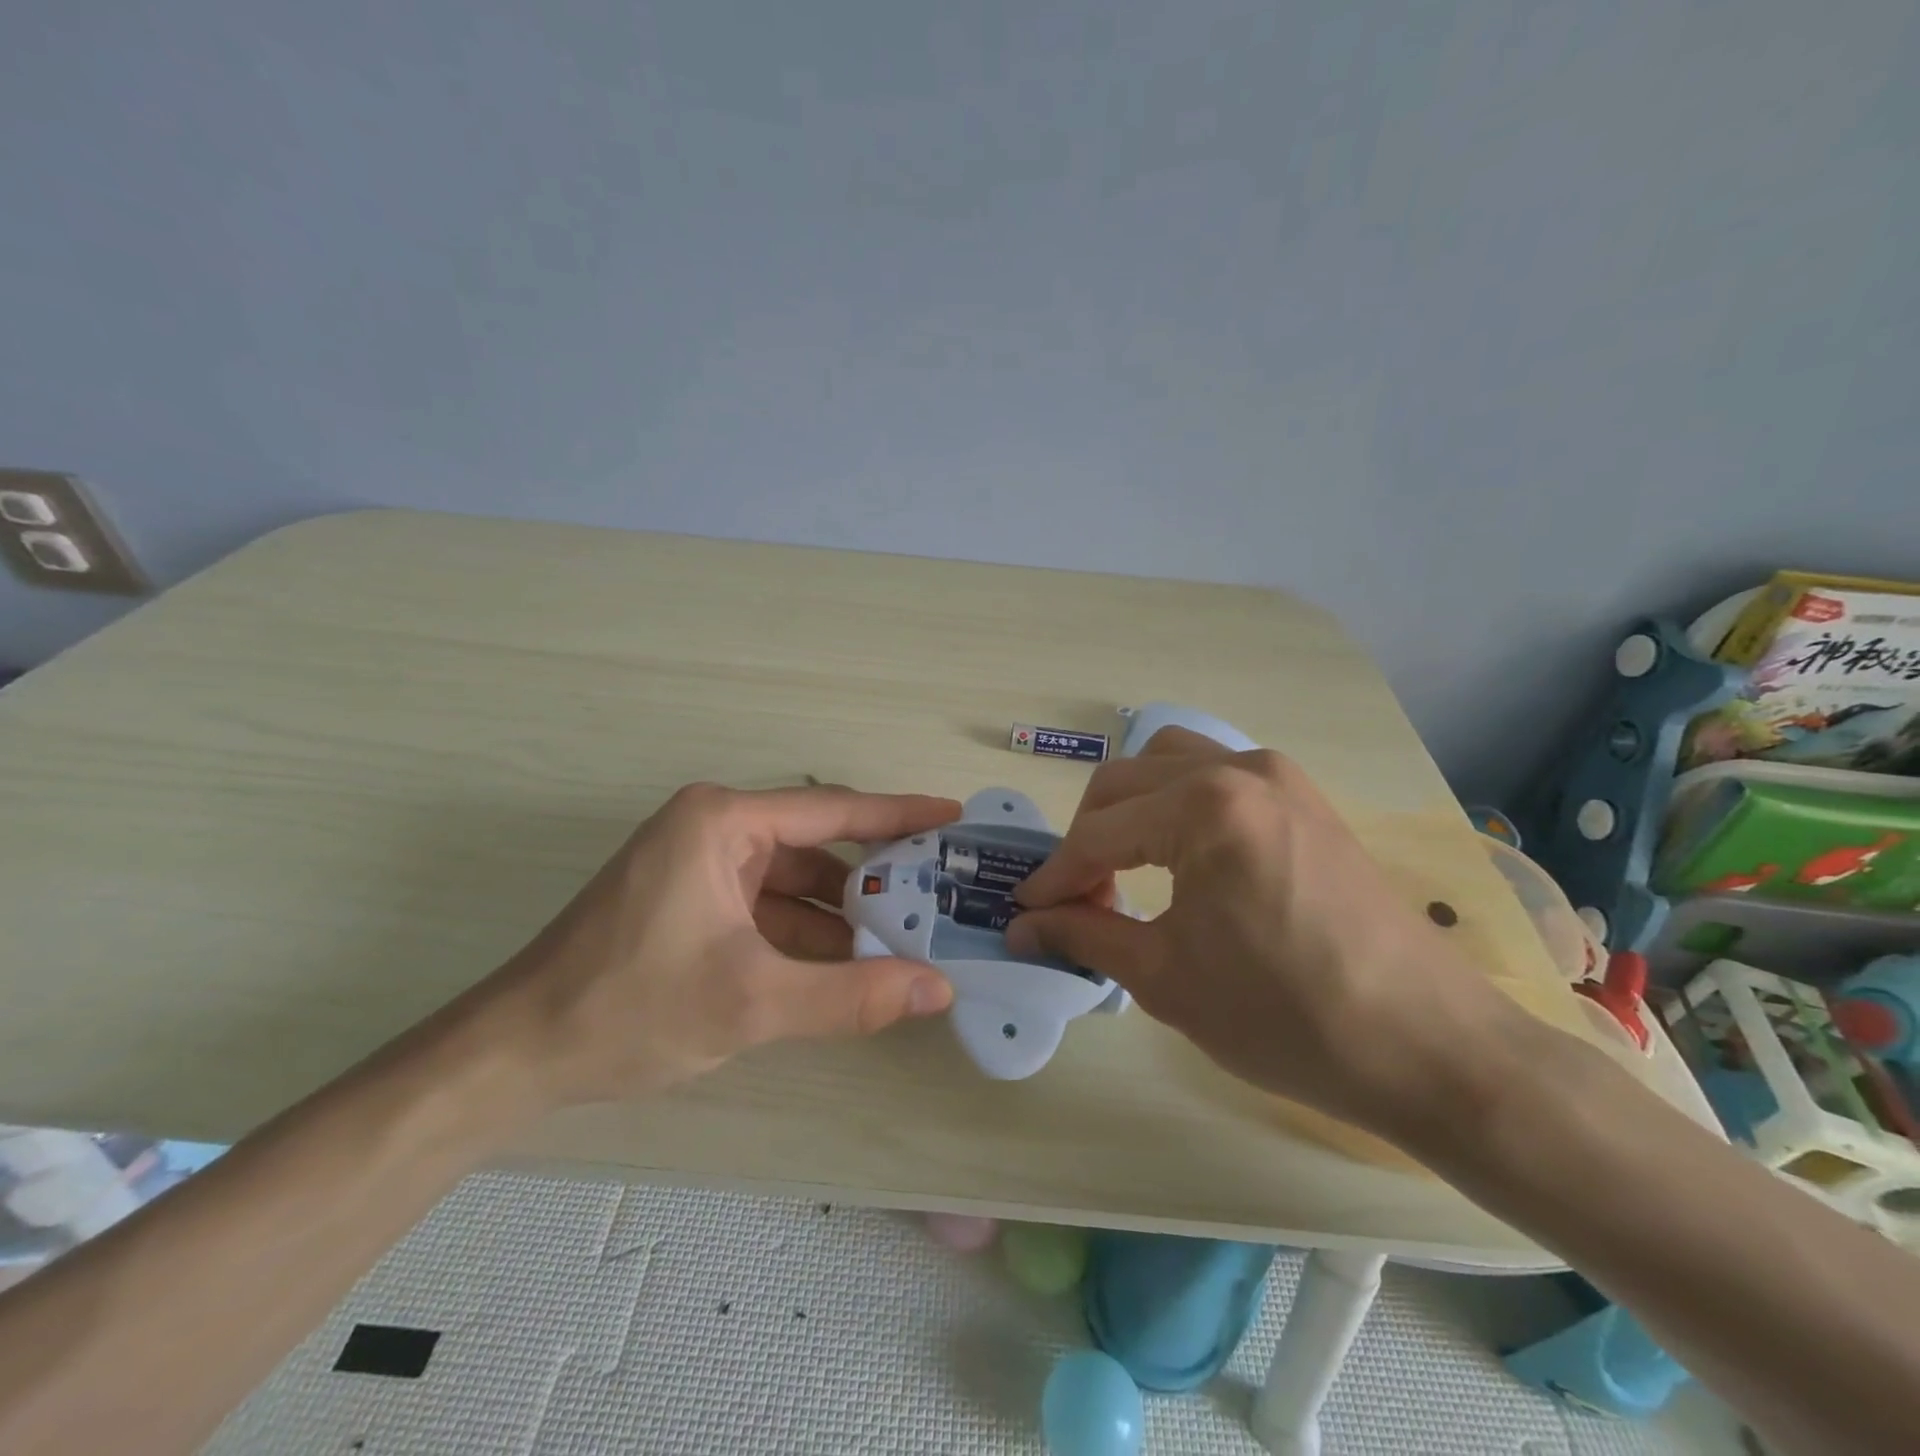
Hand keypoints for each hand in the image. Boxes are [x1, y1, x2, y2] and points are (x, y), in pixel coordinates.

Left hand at [484, 783, 960, 1106]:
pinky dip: (804, 935)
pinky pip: (766, 908)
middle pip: (816, 846)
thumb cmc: (629, 1008)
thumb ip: (851, 996)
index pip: (833, 810)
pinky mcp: (691, 902)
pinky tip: (843, 968)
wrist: (515, 1056)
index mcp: (723, 822)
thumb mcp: (751, 1003)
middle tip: (937, 894)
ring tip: (903, 944)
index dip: (899, 814)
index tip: (951, 816)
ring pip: (792, 883)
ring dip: (840, 916)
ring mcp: (699, 866)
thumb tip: (937, 989)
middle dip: (873, 878)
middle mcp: (713, 829)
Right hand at [1007, 728, 1517, 1137]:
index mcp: (1204, 807)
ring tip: (1122, 869)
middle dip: (1086, 839)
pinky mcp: (1302, 796)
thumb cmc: (1286, 1018)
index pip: (1098, 833)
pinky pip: (1213, 775)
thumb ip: (1085, 935)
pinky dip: (1174, 803)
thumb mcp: (1166, 979)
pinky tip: (1176, 854)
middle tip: (1076, 900)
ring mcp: (1278, 776)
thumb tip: (1023, 925)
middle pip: (1123, 782)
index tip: (1025, 912)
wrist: (1430, 1047)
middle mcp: (1238, 769)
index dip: (1054, 876)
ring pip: (1166, 763)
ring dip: (1129, 809)